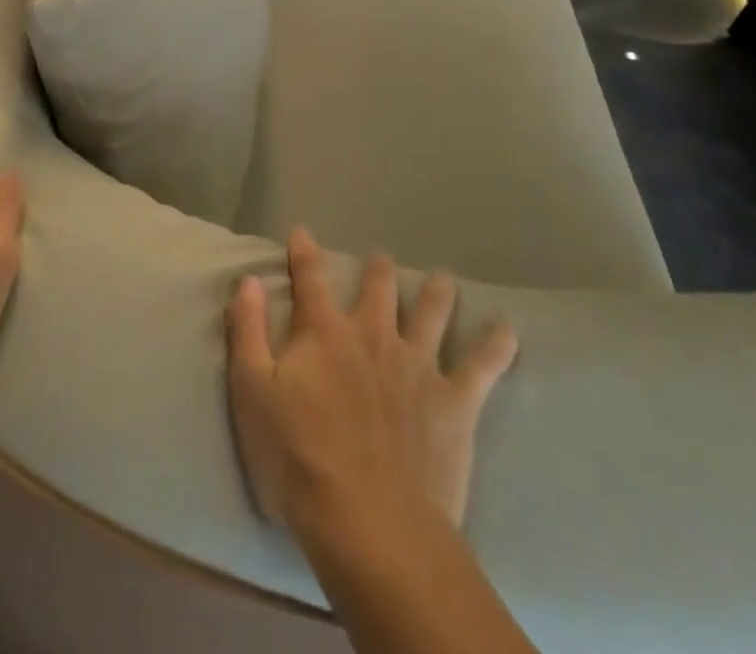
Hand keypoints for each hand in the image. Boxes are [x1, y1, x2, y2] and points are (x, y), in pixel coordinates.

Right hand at [226, 228, 517, 531]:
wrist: (370, 523)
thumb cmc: (299, 460)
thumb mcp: (252, 394)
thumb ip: (248, 331)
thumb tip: (247, 280)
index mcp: (324, 333)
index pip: (309, 279)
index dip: (304, 252)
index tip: (302, 232)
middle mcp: (373, 335)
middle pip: (379, 288)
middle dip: (379, 270)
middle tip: (381, 260)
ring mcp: (418, 365)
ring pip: (432, 312)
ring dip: (437, 291)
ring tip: (443, 279)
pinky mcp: (454, 402)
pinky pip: (482, 365)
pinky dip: (496, 344)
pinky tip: (508, 330)